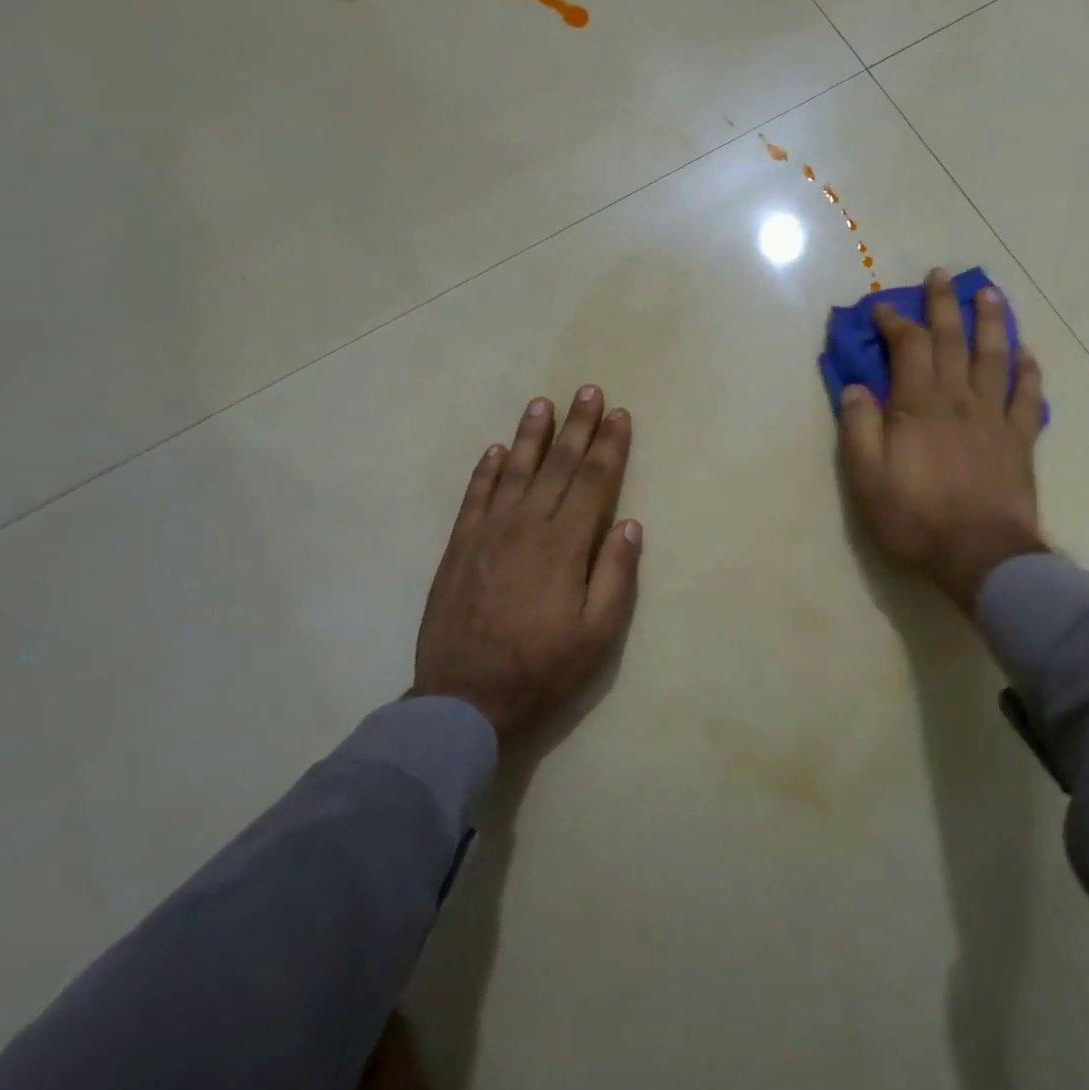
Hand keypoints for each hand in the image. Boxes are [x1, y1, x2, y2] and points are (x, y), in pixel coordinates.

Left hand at [411, 388, 641, 739]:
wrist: (464, 699)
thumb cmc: (542, 668)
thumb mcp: (597, 634)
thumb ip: (615, 575)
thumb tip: (629, 524)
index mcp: (564, 545)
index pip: (593, 481)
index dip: (609, 446)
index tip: (619, 414)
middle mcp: (526, 526)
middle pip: (558, 465)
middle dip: (577, 426)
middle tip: (589, 390)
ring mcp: (488, 533)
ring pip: (515, 471)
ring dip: (532, 435)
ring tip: (543, 403)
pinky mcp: (459, 547)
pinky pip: (475, 496)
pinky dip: (487, 470)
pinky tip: (497, 449)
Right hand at [838, 269, 1048, 608]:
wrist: (980, 554)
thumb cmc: (916, 517)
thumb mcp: (866, 478)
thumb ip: (859, 428)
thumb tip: (856, 388)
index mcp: (919, 405)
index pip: (909, 348)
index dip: (895, 322)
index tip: (883, 307)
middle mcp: (958, 399)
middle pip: (952, 340)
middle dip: (943, 305)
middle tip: (940, 275)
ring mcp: (994, 416)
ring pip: (994, 357)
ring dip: (991, 321)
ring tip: (990, 293)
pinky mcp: (1020, 439)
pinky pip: (1027, 395)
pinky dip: (1028, 370)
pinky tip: (1026, 353)